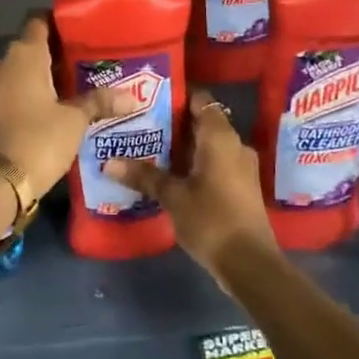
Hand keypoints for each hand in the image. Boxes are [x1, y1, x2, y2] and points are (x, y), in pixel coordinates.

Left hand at [0, 17, 127, 192]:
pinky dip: (31, 92)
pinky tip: (54, 105)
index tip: (81, 31)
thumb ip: (99, 102)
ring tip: (74, 84)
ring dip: (43, 75)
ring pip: (21, 70)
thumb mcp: (74, 121)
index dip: (58, 23)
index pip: (39, 22)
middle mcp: (3, 63)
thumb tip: (132, 97)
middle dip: (56, 53)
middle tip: (86, 62)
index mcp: (25, 54)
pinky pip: (13, 89)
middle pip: (31, 47)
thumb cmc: (39, 139)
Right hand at [104, 90, 278, 274]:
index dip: (177, 95)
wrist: (249, 263)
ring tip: (147, 147)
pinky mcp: (239, 187)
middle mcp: (234, 146)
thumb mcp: (172, 196)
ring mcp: (240, 168)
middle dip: (173, 123)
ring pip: (207, 145)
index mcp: (220, 138)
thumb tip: (109, 162)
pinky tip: (167, 173)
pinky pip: (213, 163)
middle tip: (140, 123)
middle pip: (202, 123)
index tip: (150, 97)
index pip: (201, 101)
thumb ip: (143, 176)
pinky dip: (192, 163)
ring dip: (181, 146)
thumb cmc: (211, 219)